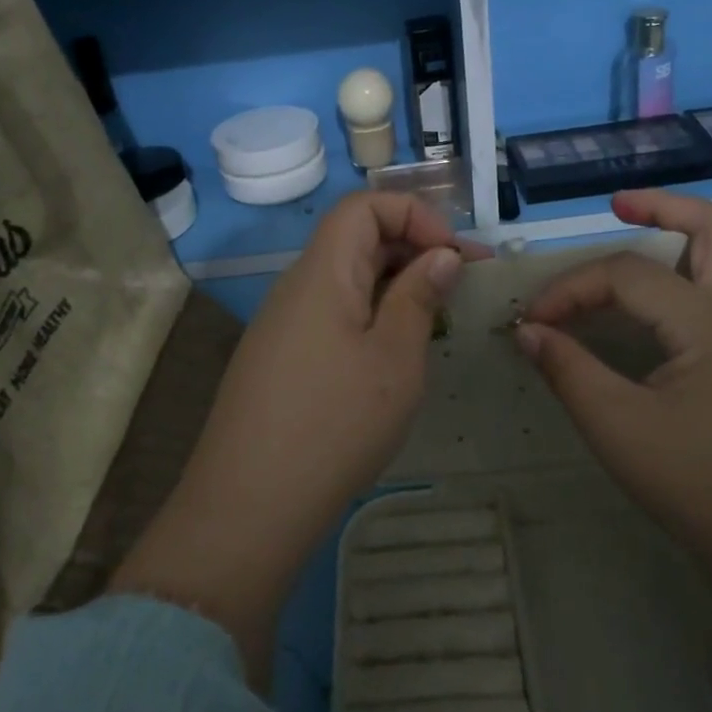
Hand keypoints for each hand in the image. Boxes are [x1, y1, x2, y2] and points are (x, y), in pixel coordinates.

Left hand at [192, 191, 476, 513]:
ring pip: (346, 280)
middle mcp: (296, 287)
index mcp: (321, 272)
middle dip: (413, 249)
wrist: (250, 505)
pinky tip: (393, 357)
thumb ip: (419, 297)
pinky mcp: (281, 358)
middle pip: (355, 239)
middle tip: (462, 287)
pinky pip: (332, 315)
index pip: (363, 206)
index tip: (453, 257)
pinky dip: (370, 317)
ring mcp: (283, 324)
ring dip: (395, 287)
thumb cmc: (334, 424)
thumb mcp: (394, 358)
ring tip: (436, 323)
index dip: (414, 215)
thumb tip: (441, 254)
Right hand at [514, 190, 711, 586]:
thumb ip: (567, 370)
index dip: (570, 289)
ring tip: (656, 235)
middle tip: (615, 206)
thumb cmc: (697, 485)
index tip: (531, 321)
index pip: (625, 276)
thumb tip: (527, 330)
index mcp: (707, 321)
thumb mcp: (615, 427)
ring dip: (700, 231)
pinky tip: (690, 293)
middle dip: (663, 207)